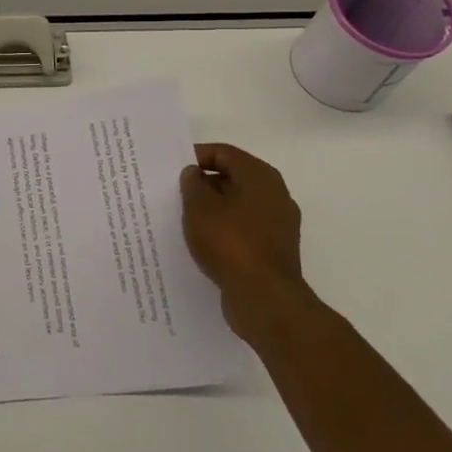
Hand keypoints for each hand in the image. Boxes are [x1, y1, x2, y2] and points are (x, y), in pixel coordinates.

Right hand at [179, 143, 304, 329]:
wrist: (265, 298)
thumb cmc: (230, 243)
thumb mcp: (199, 207)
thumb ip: (192, 184)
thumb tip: (195, 174)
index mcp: (260, 176)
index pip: (224, 152)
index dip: (196, 156)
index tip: (173, 170)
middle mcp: (275, 194)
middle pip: (233, 177)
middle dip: (204, 184)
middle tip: (175, 194)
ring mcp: (278, 224)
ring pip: (238, 205)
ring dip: (213, 209)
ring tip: (185, 219)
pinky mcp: (274, 250)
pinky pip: (244, 230)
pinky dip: (224, 231)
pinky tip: (204, 243)